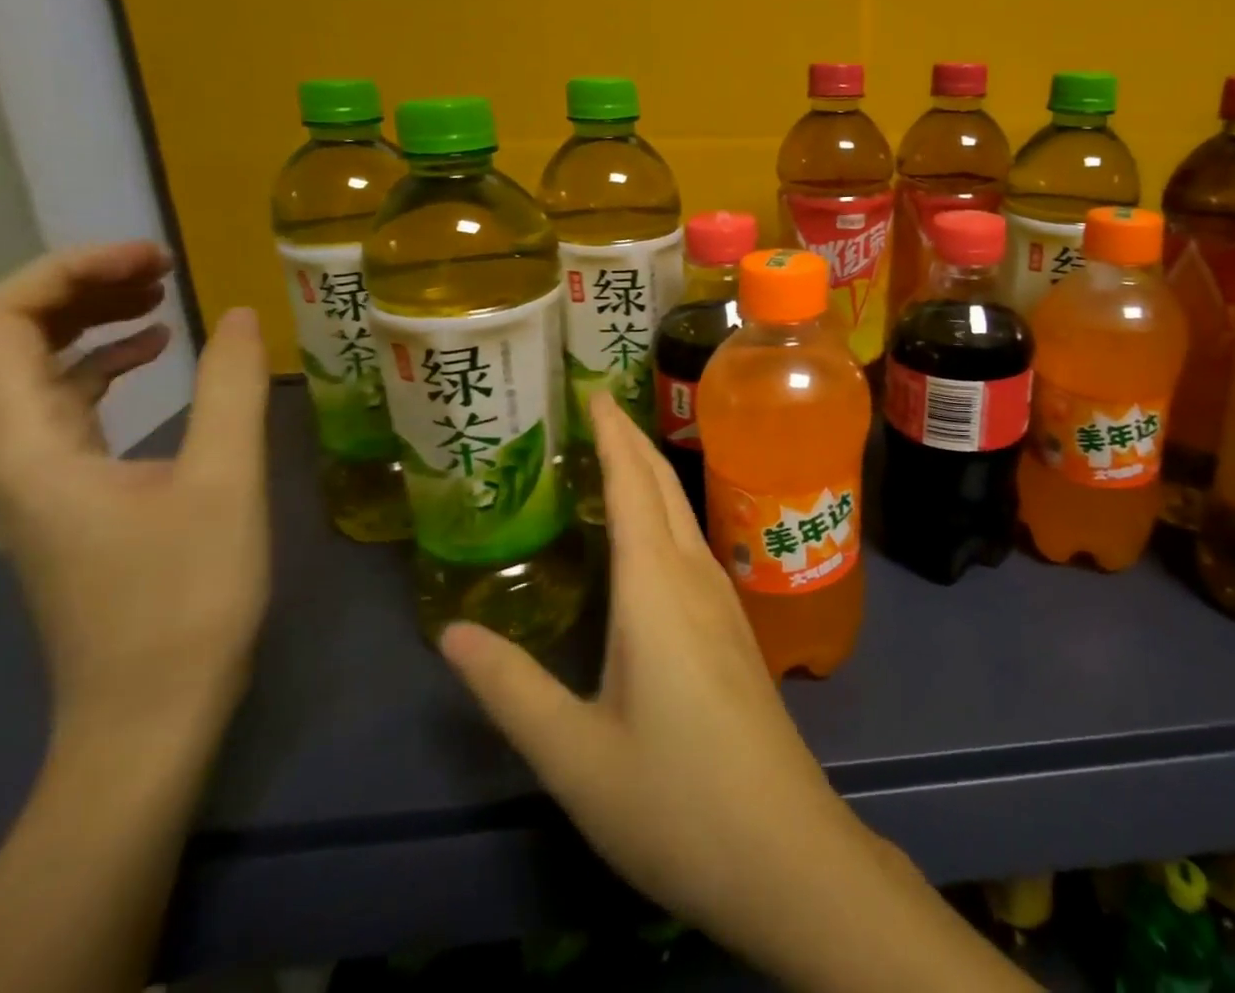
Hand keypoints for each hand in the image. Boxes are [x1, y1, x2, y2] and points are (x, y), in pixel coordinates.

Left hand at [0, 241, 270, 732]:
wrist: (151, 703)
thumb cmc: (186, 592)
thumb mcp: (222, 480)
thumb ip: (229, 389)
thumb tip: (241, 313)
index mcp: (28, 445)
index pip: (3, 322)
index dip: (72, 271)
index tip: (157, 257)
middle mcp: (8, 455)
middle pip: (11, 340)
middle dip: (82, 288)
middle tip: (166, 267)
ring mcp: (33, 480)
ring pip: (37, 374)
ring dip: (93, 324)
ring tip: (166, 297)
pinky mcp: (66, 499)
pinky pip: (67, 409)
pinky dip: (106, 368)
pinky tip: (158, 360)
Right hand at [443, 398, 1032, 991]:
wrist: (781, 845)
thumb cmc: (673, 799)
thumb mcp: (574, 755)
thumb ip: (511, 689)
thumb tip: (453, 631)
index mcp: (655, 588)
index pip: (632, 484)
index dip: (611, 432)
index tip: (590, 389)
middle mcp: (694, 575)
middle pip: (661, 485)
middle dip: (629, 438)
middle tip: (592, 407)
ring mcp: (722, 597)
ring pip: (681, 511)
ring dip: (648, 472)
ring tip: (610, 454)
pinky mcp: (732, 624)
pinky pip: (692, 542)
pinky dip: (662, 512)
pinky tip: (645, 535)